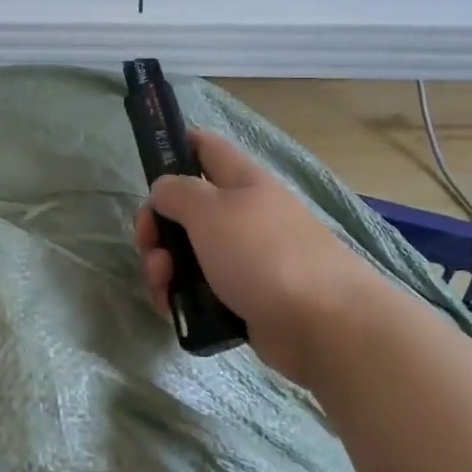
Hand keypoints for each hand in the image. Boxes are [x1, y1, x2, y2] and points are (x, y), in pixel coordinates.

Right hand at [133, 131, 388, 387]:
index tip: (147, 170)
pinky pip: (201, 288)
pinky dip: (182, 296)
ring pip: (189, 252)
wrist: (324, 324)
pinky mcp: (245, 296)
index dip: (175, 148)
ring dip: (163, 267)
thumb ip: (177, 192)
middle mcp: (244, 214)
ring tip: (162, 288)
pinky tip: (172, 309)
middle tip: (148, 246)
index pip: (205, 147)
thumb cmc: (262, 254)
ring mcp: (245, 257)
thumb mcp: (209, 210)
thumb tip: (164, 191)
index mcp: (242, 181)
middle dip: (157, 226)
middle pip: (187, 208)